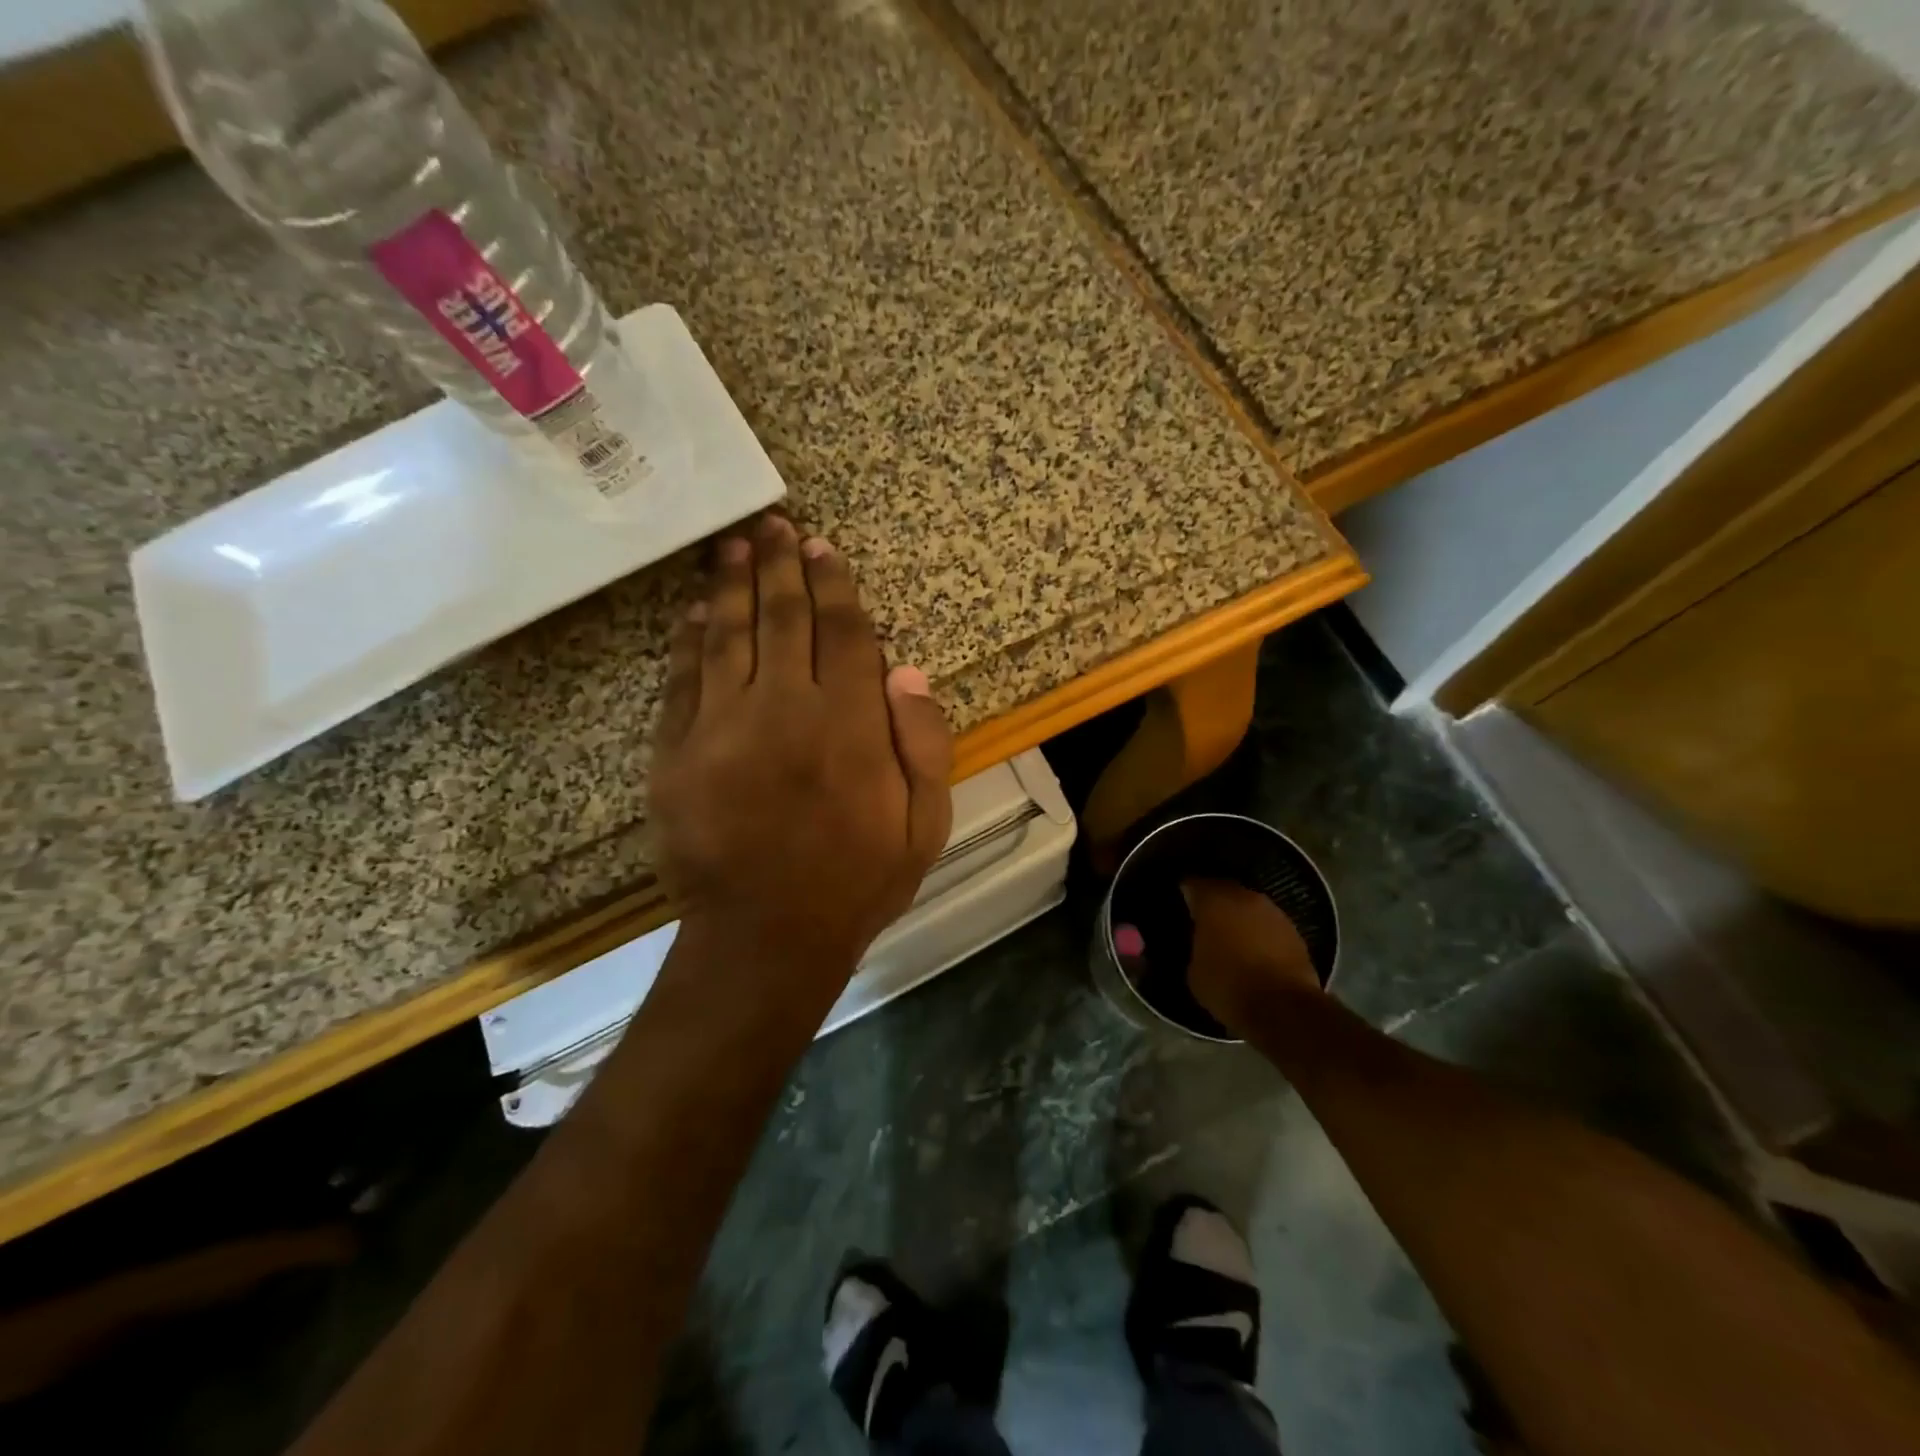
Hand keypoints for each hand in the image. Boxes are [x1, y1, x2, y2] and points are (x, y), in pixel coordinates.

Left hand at [649, 515, 953, 1008]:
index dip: (834, 585)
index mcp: (850, 726)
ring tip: (733, 545)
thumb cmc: (856, 883)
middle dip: (779, 565)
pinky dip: (690, 638)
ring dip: (732, 584)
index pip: (844, 633)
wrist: (764, 940)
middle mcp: (785, 710)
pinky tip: (696, 610)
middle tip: (774, 525)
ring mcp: (721, 727)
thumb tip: (906, 668)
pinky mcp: (675, 753)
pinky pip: (682, 679)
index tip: (822, 548)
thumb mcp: (924, 825)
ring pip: (729, 635)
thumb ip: (924, 743)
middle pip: (783, 618)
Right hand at [1182, 878, 1320, 1032]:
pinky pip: (1269, 927)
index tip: (1179, 903)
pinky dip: (1260, 934)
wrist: (1283, 1010)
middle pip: (1224, 890)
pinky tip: (1254, 951)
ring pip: (1250, 908)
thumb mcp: (1193, 971)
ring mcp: (1274, 913)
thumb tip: (1202, 945)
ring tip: (1230, 937)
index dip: (1185, 892)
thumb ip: (1196, 948)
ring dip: (1240, 918)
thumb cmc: (1228, 986)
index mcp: (1214, 901)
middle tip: (1204, 920)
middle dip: (1214, 903)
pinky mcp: (1296, 933)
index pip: (1193, 884)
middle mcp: (1244, 897)